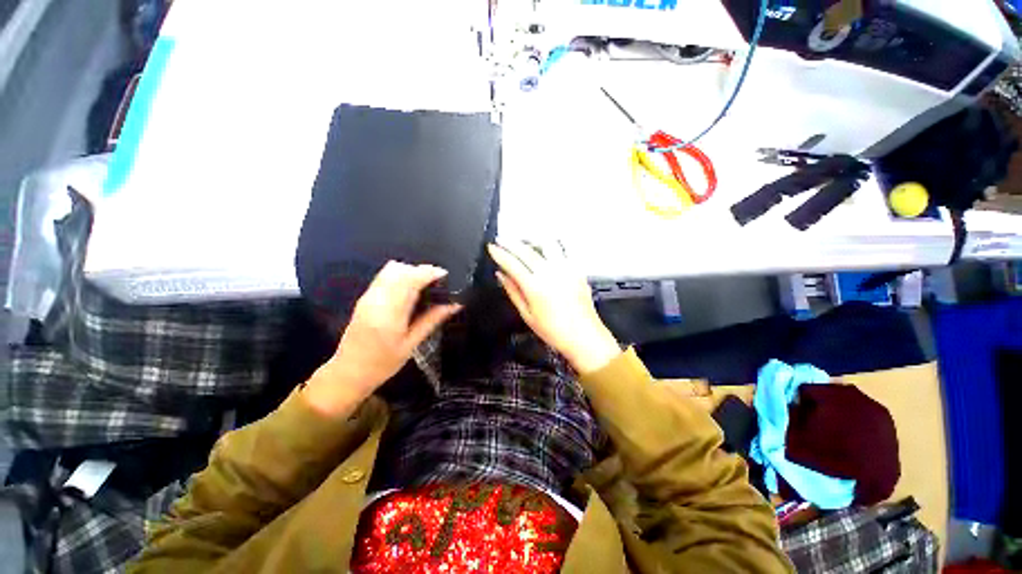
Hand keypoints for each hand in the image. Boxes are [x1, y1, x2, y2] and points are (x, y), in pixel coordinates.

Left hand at [304, 261, 460, 415]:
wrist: (349, 372)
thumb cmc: (383, 363)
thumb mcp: (412, 344)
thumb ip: (432, 320)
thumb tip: (455, 305)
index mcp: (389, 313)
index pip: (410, 279)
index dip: (429, 272)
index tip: (446, 276)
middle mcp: (376, 299)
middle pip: (400, 269)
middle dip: (422, 271)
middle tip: (438, 283)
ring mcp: (368, 297)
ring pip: (391, 269)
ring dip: (411, 272)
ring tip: (426, 286)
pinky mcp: (365, 297)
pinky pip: (385, 277)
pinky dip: (401, 277)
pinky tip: (410, 291)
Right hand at [488, 240, 620, 373]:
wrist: (584, 336)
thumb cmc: (554, 331)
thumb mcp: (527, 315)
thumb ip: (513, 291)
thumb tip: (501, 275)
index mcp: (535, 287)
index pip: (512, 263)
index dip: (499, 253)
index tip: (491, 247)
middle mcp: (550, 273)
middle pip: (526, 250)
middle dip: (510, 243)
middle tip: (501, 239)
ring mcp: (565, 269)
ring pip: (546, 244)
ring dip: (532, 241)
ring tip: (524, 243)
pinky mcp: (576, 270)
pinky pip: (562, 251)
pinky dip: (550, 247)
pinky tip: (545, 250)